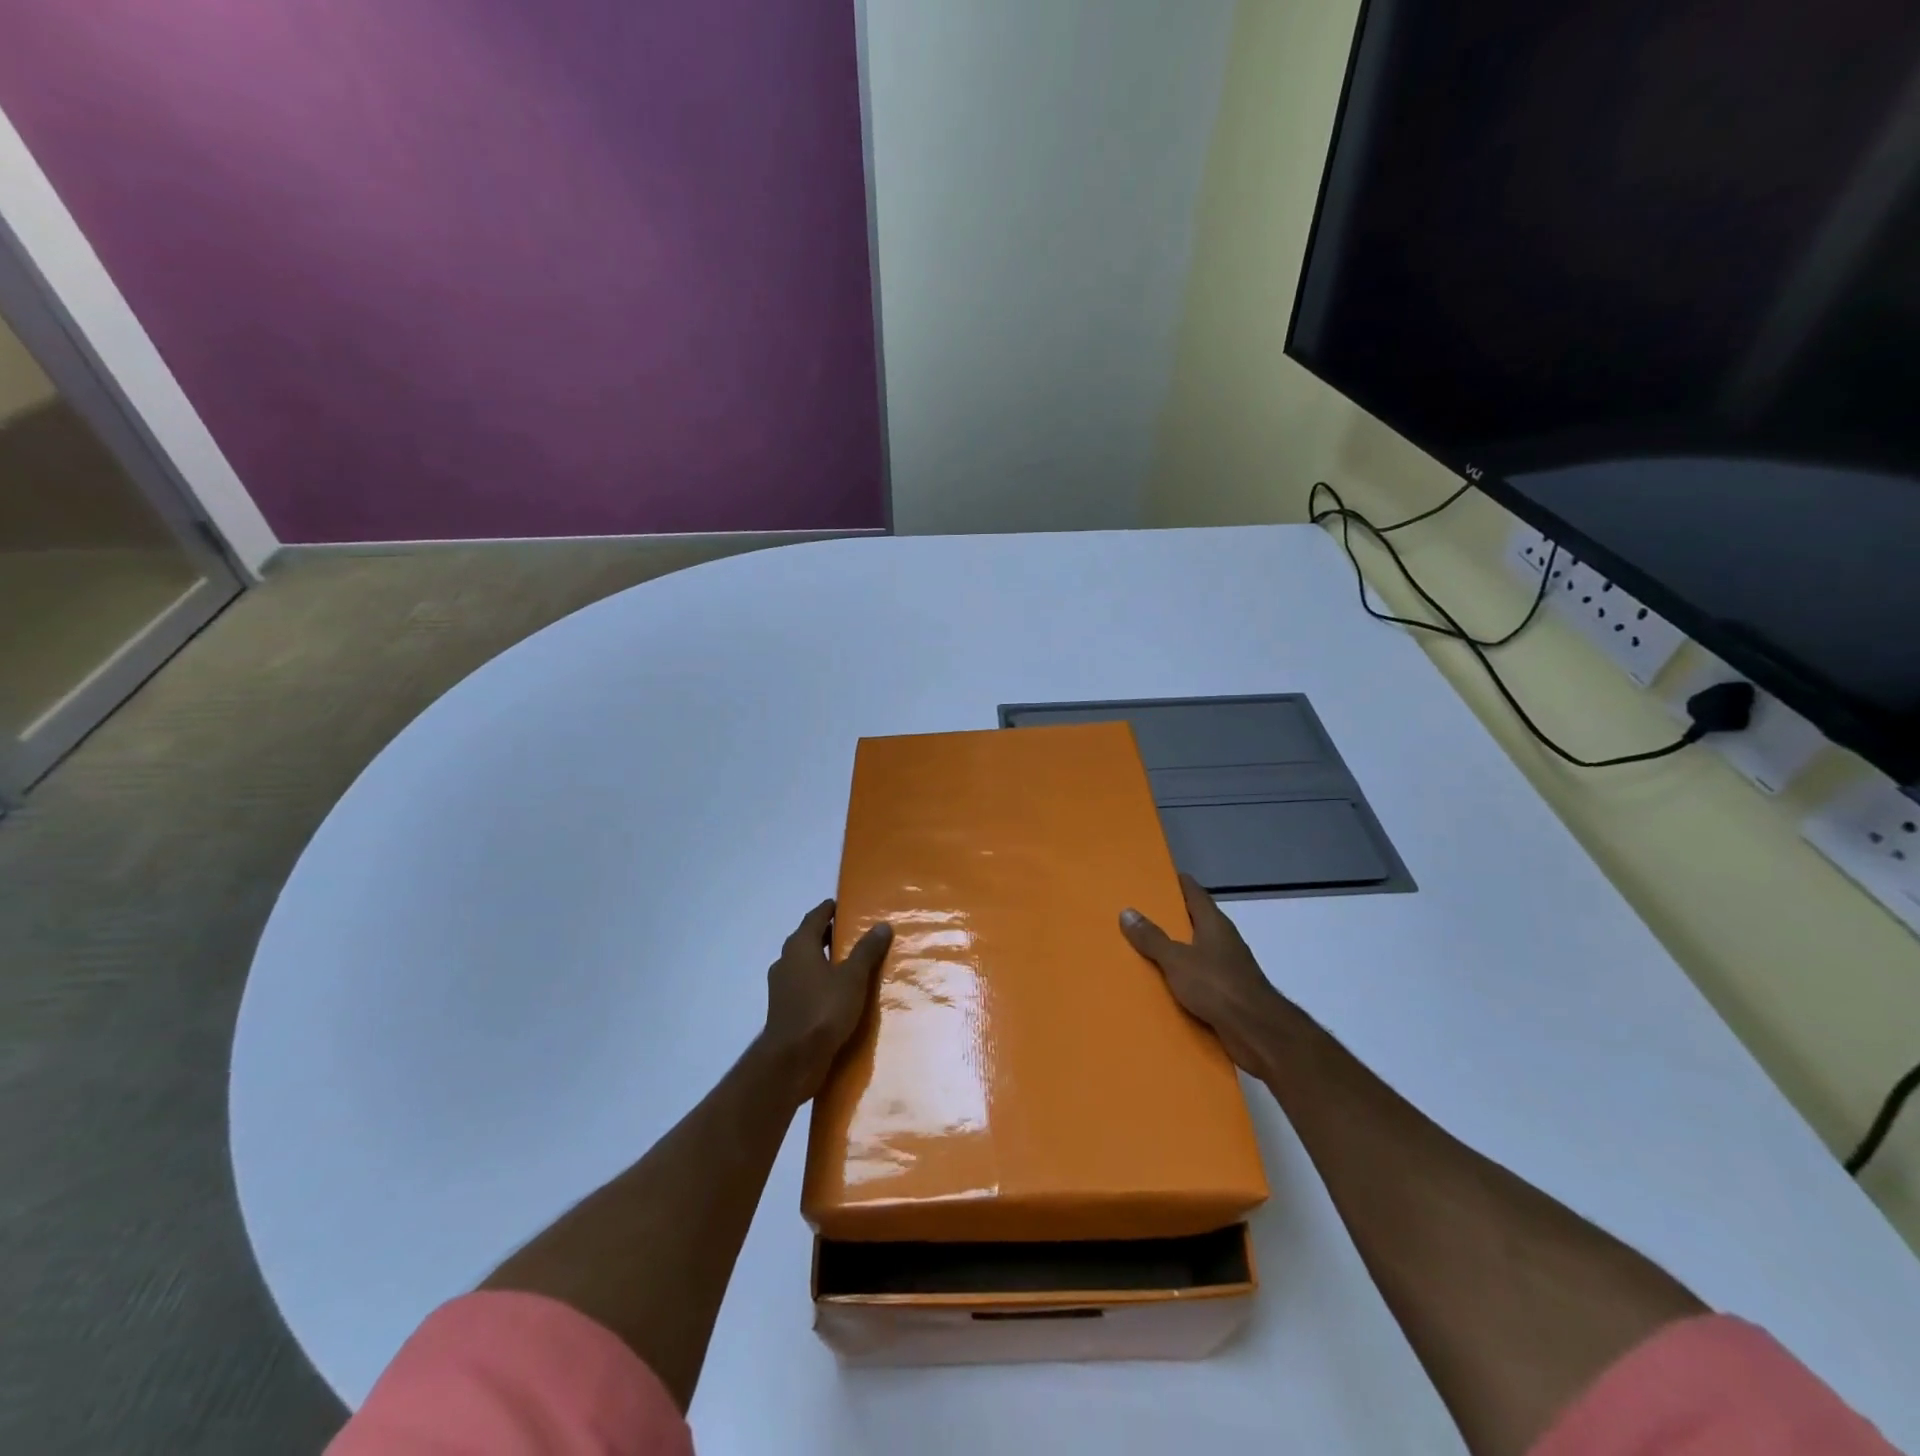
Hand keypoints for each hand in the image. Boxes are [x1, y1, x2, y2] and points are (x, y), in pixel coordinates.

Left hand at [760, 899, 892, 1102]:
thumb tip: (882, 924)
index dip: (829, 909)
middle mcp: (786, 961)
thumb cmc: (823, 1011)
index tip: (844, 905)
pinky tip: (837, 993)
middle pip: (808, 939)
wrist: (792, 1061)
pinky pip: (804, 986)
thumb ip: (867, 951)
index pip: (815, 917)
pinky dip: (819, 982)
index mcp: (800, 946)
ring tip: (849, 963)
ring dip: (823, 960)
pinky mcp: (784, 1010)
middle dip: (828, 934)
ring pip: (805, 964)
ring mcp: (782, 987)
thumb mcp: (853, 978)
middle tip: (853, 932)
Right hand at [1120, 874, 1294, 1076]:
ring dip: (1176, 949)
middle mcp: (1223, 940)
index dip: (1177, 883)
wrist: (1257, 1031)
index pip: (1195, 893)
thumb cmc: (1217, 986)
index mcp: (1214, 924)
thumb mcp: (1177, 959)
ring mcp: (1228, 967)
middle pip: (1195, 921)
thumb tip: (1127, 911)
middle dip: (1170, 917)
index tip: (1156, 877)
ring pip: (1196, 950)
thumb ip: (1152, 938)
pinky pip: (1199, 977)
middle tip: (1139, 913)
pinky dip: (1182, 977)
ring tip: (1144, 948)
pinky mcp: (1228, 993)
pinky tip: (1163, 984)